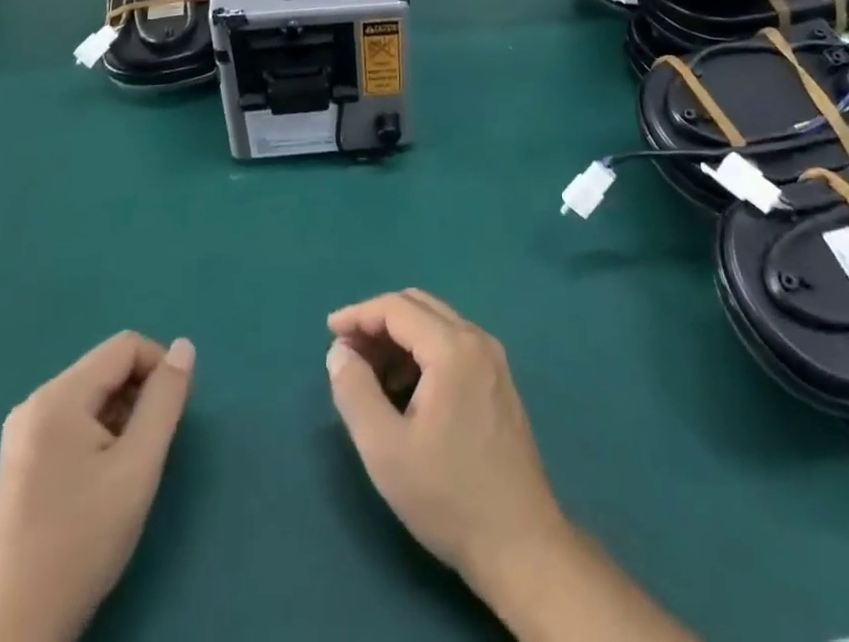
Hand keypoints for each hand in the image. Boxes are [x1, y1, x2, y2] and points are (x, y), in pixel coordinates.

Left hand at [0, 333, 194, 641]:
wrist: (13, 632)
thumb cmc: (81, 541)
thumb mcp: (138, 465)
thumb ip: (165, 399)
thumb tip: (184, 347)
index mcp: (58, 397)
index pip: (126, 346)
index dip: (159, 368)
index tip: (171, 416)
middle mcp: (35, 404)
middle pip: (107, 369)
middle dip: (139, 396)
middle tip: (149, 449)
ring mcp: (23, 434)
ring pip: (94, 396)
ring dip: (122, 418)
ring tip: (125, 471)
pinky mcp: (21, 461)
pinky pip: (74, 421)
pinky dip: (100, 436)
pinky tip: (101, 482)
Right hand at [325, 290, 568, 585]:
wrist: (520, 543)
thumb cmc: (447, 496)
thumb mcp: (385, 449)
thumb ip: (355, 391)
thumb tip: (339, 350)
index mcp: (452, 347)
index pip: (397, 307)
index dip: (358, 315)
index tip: (328, 333)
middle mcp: (477, 339)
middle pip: (419, 306)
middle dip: (378, 322)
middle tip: (347, 354)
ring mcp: (493, 359)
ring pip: (437, 324)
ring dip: (399, 338)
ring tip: (370, 376)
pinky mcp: (499, 381)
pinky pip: (453, 345)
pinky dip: (422, 352)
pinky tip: (405, 391)